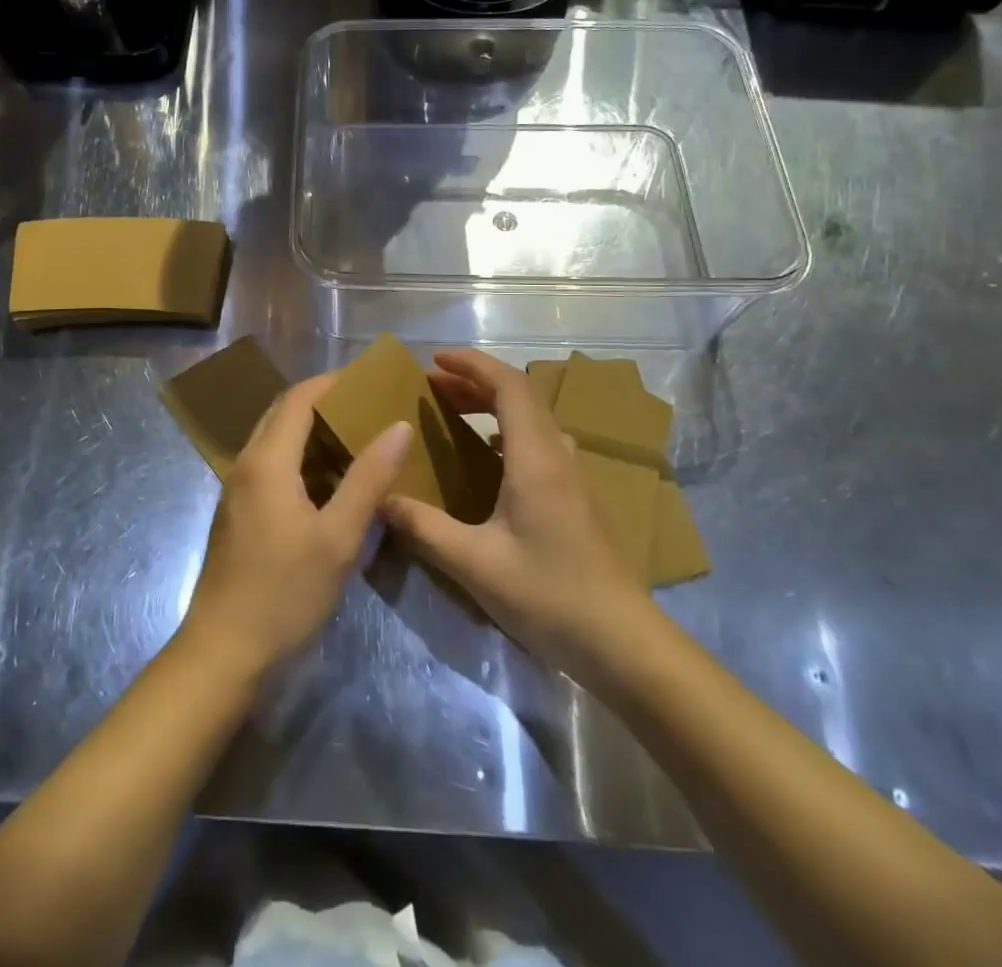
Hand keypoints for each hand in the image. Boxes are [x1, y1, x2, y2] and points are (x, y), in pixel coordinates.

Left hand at [182, 373, 412, 677]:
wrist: (223, 653)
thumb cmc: (284, 593)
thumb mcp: (338, 537)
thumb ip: (369, 478)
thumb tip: (399, 426)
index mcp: (267, 460)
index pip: (298, 398)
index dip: (332, 382)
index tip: (369, 380)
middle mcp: (246, 464)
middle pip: (282, 413)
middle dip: (323, 402)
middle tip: (368, 407)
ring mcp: (237, 490)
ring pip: (275, 440)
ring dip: (311, 431)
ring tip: (357, 437)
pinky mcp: (238, 513)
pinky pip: (270, 466)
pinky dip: (300, 458)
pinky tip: (330, 481)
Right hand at [381, 349, 647, 675]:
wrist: (622, 642)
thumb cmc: (548, 594)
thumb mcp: (475, 564)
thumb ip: (424, 527)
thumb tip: (380, 499)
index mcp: (536, 458)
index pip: (508, 385)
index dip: (472, 364)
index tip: (433, 360)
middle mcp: (557, 455)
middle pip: (520, 396)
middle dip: (473, 381)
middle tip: (431, 386)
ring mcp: (572, 475)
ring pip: (531, 418)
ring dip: (491, 404)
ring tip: (453, 412)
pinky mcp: (577, 496)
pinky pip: (538, 440)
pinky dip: (506, 429)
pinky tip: (486, 457)